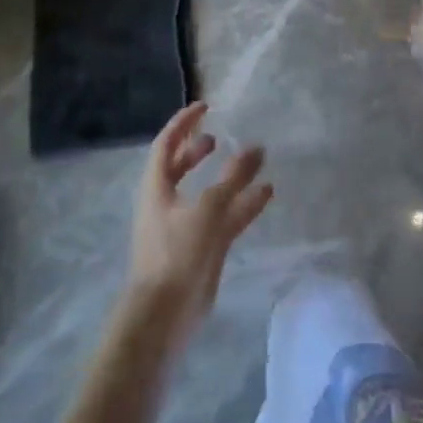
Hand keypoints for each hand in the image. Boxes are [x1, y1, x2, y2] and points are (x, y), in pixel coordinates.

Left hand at [123, 103, 272, 356]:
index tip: (205, 106)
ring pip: (208, 194)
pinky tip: (266, 193)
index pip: (166, 144)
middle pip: (181, 168)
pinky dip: (243, 204)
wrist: (164, 316)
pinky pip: (225, 218)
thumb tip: (256, 148)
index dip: (184, 123)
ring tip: (255, 161)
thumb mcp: (207, 209)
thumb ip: (233, 178)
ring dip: (229, 177)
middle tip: (219, 138)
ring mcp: (185, 228)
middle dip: (198, 151)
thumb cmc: (175, 253)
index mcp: (156, 188)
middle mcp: (167, 203)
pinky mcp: (202, 249)